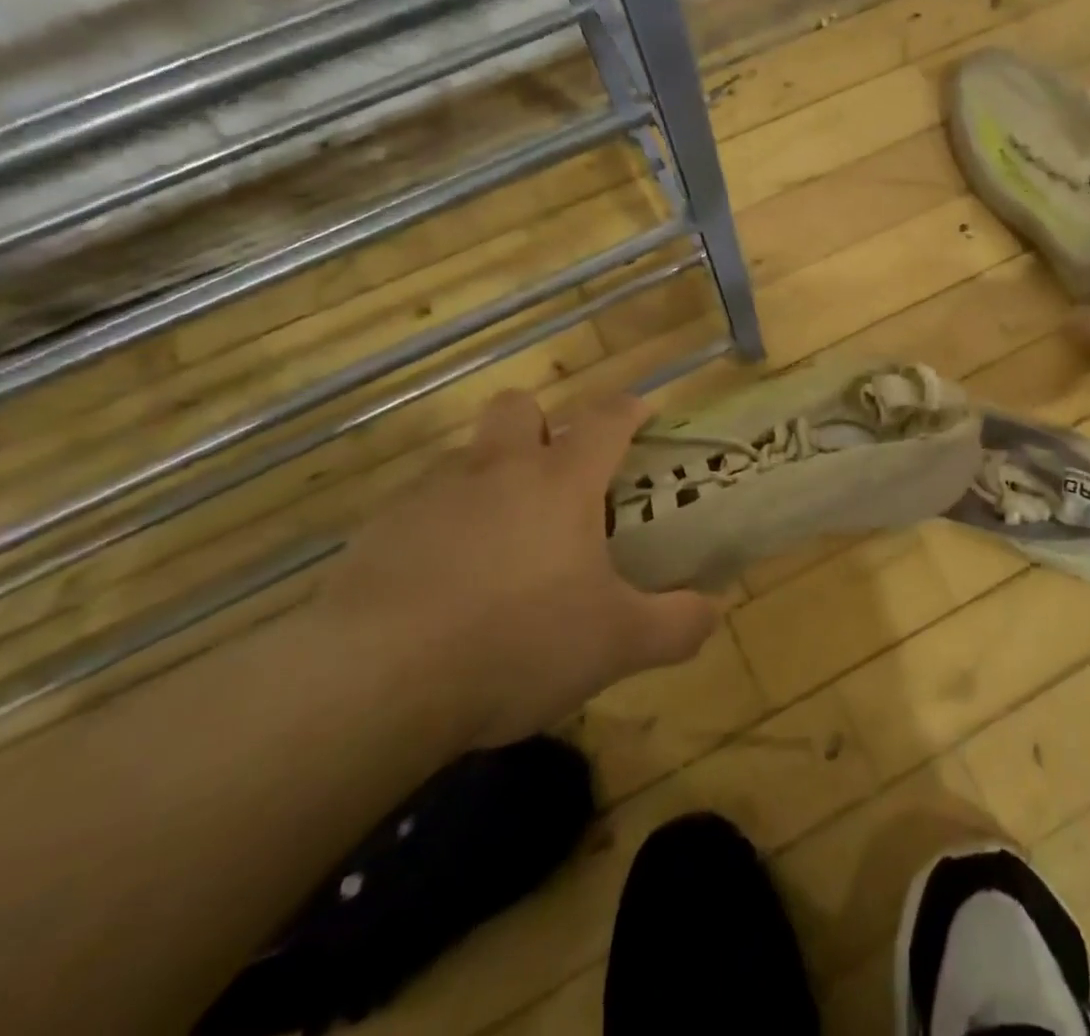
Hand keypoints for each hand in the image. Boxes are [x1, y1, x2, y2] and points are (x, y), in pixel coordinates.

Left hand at [320, 391, 716, 749]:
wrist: (376, 682)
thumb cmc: (518, 644)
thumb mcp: (617, 645)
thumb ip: (677, 624)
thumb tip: (713, 612)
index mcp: (561, 483)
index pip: (606, 419)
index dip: (630, 408)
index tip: (643, 412)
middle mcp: (497, 470)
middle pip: (518, 407)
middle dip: (540, 423)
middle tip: (554, 476)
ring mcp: (431, 495)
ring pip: (465, 456)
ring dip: (487, 478)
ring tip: (497, 541)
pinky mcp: (378, 530)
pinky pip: (417, 506)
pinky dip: (438, 526)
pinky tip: (441, 582)